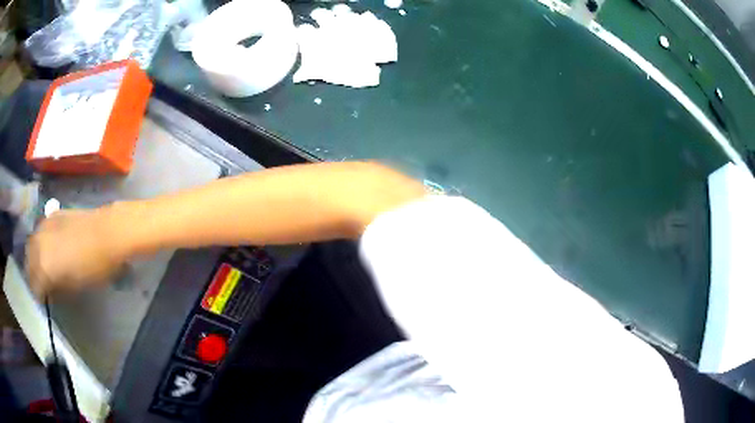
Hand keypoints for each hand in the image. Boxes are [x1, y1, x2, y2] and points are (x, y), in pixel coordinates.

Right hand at [26, 207, 126, 296]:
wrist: (107, 232)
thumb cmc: (93, 267)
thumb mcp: (74, 288)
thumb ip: (56, 290)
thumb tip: (49, 292)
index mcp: (42, 267)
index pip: (34, 286)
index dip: (39, 295)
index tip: (44, 299)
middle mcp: (37, 245)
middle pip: (29, 264)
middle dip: (34, 276)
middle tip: (43, 284)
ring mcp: (42, 226)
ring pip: (31, 246)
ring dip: (34, 257)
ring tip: (44, 266)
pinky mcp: (51, 215)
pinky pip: (39, 232)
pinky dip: (40, 242)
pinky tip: (49, 248)